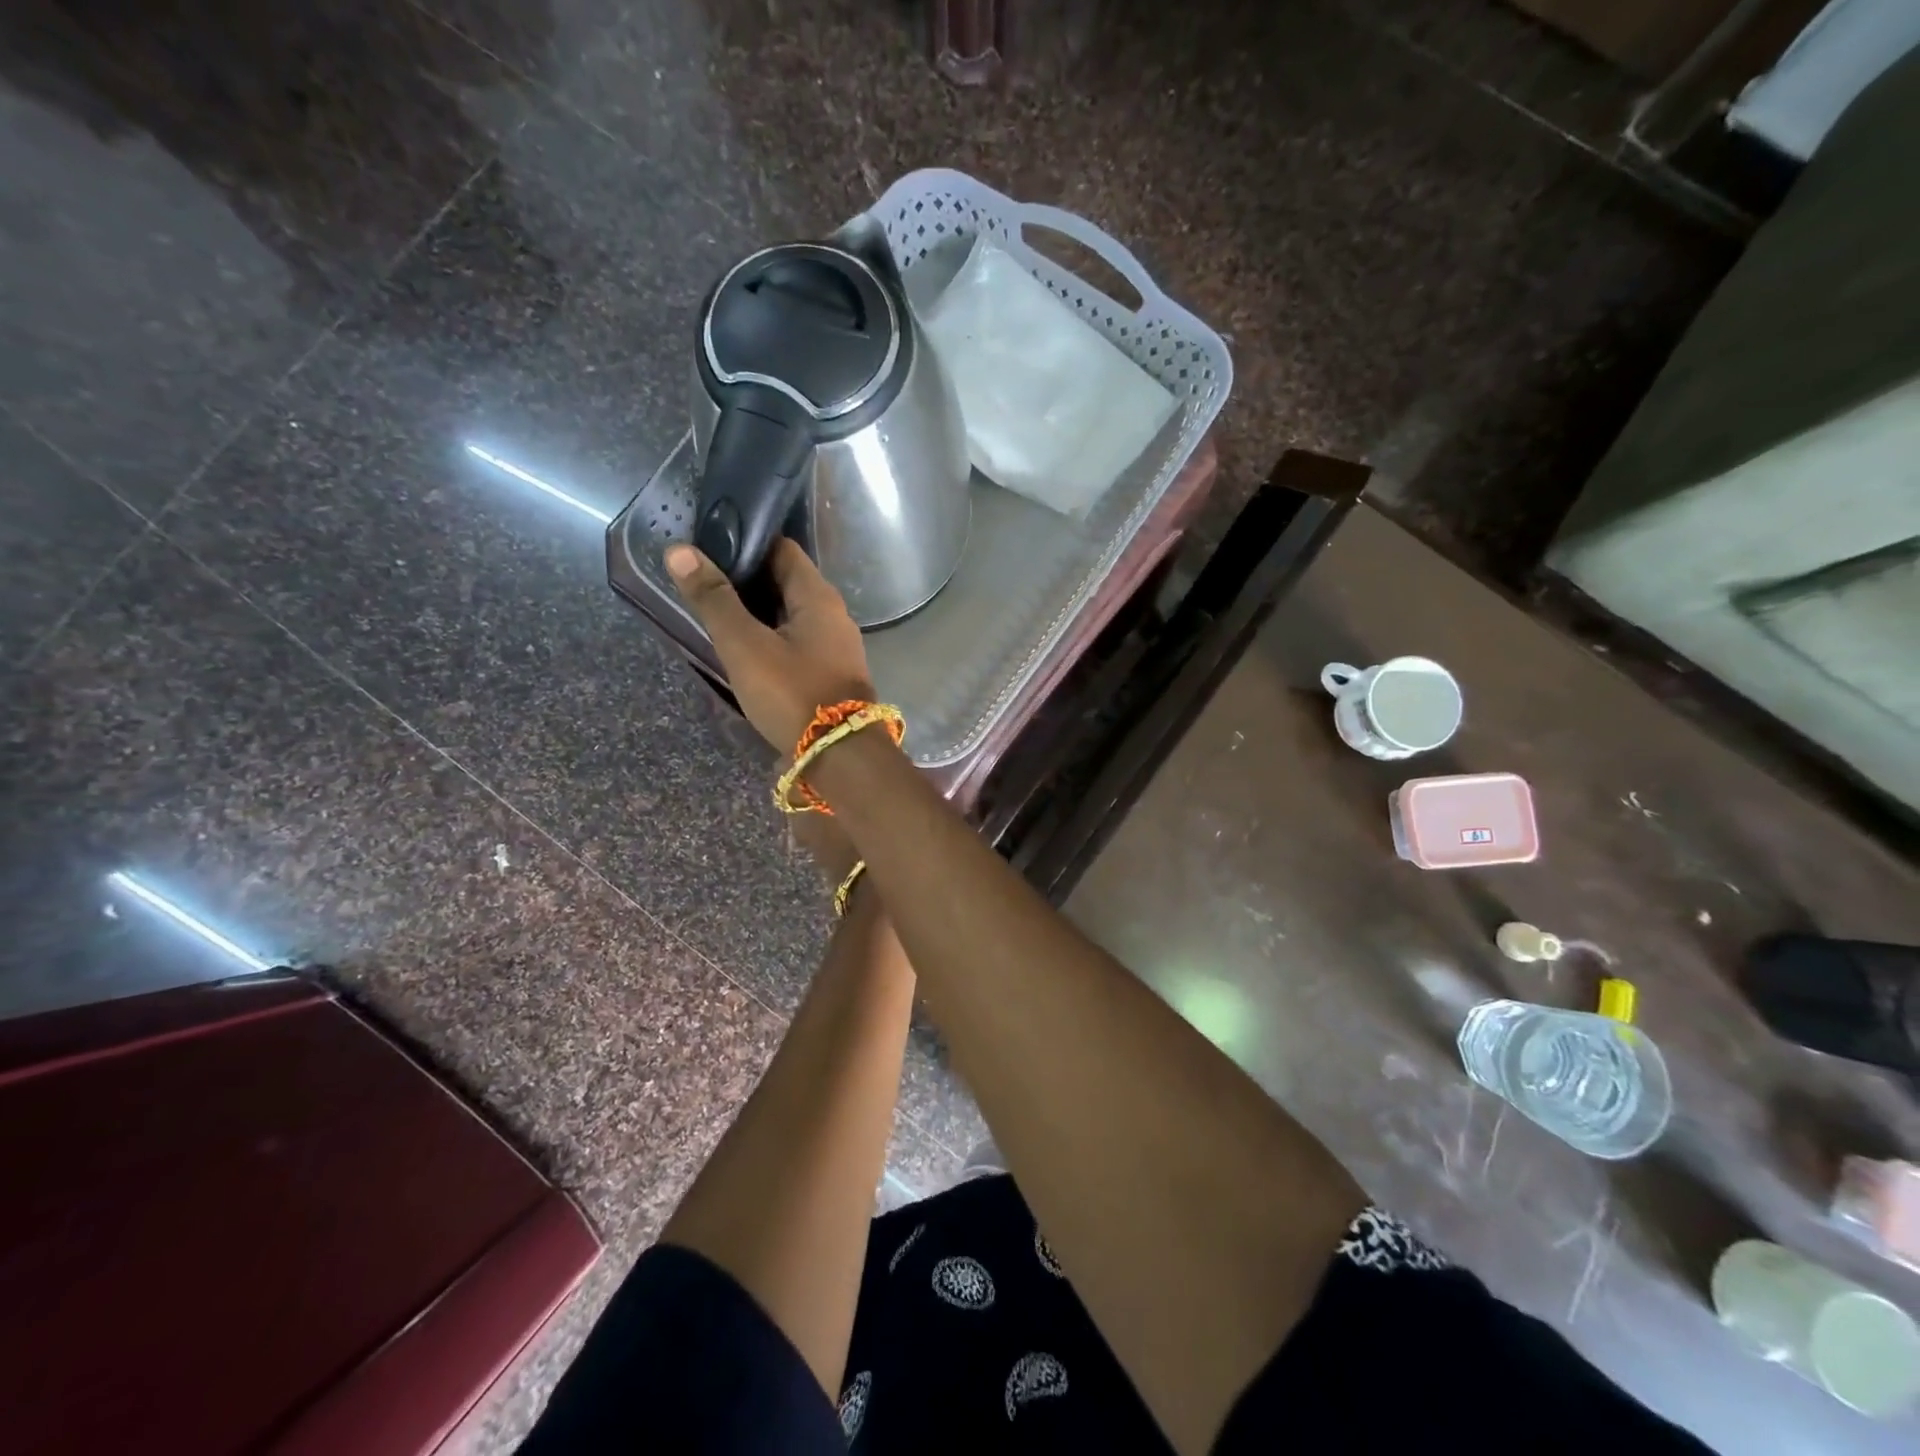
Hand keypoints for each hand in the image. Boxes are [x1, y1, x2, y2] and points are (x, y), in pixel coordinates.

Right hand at [664, 538, 874, 752]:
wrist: (840, 755)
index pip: (782, 549)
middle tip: (703, 583)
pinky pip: (799, 643)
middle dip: (748, 580)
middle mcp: (834, 614)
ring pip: (792, 615)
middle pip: (787, 582)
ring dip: (760, 612)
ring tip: (718, 615)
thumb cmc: (792, 693)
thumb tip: (680, 551)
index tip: (709, 547)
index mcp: (818, 596)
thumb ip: (714, 599)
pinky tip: (748, 651)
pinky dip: (773, 638)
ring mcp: (837, 646)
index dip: (747, 543)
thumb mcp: (745, 645)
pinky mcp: (833, 673)